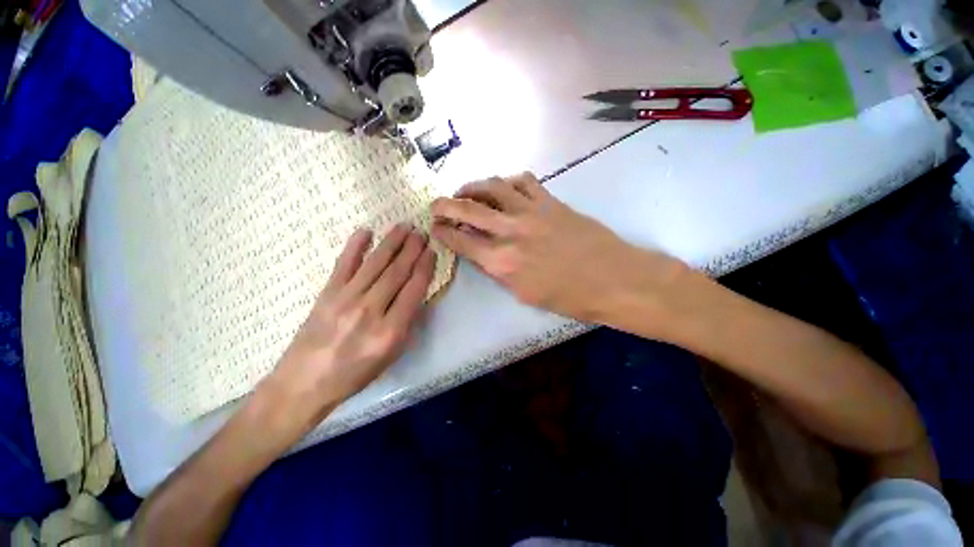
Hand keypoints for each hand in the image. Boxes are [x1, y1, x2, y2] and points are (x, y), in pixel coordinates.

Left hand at [271, 224, 434, 426]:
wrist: (304, 383)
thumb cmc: (354, 374)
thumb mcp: (391, 355)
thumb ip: (407, 323)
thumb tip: (416, 291)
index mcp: (390, 331)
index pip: (414, 290)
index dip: (425, 268)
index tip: (432, 252)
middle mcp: (370, 311)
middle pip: (396, 272)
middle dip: (412, 249)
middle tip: (422, 232)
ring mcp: (346, 299)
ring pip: (375, 264)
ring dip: (391, 242)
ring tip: (404, 227)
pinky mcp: (326, 294)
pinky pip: (343, 264)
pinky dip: (355, 246)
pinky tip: (365, 231)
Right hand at [431, 173, 683, 323]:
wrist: (613, 279)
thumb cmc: (569, 297)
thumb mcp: (524, 294)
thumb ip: (498, 271)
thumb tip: (482, 254)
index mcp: (503, 262)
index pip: (462, 241)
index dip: (444, 233)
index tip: (435, 228)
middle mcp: (512, 231)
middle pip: (469, 208)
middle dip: (446, 204)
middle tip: (436, 204)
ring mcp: (532, 211)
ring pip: (493, 186)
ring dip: (473, 187)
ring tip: (465, 191)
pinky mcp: (551, 201)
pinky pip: (523, 181)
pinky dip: (508, 182)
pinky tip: (504, 188)